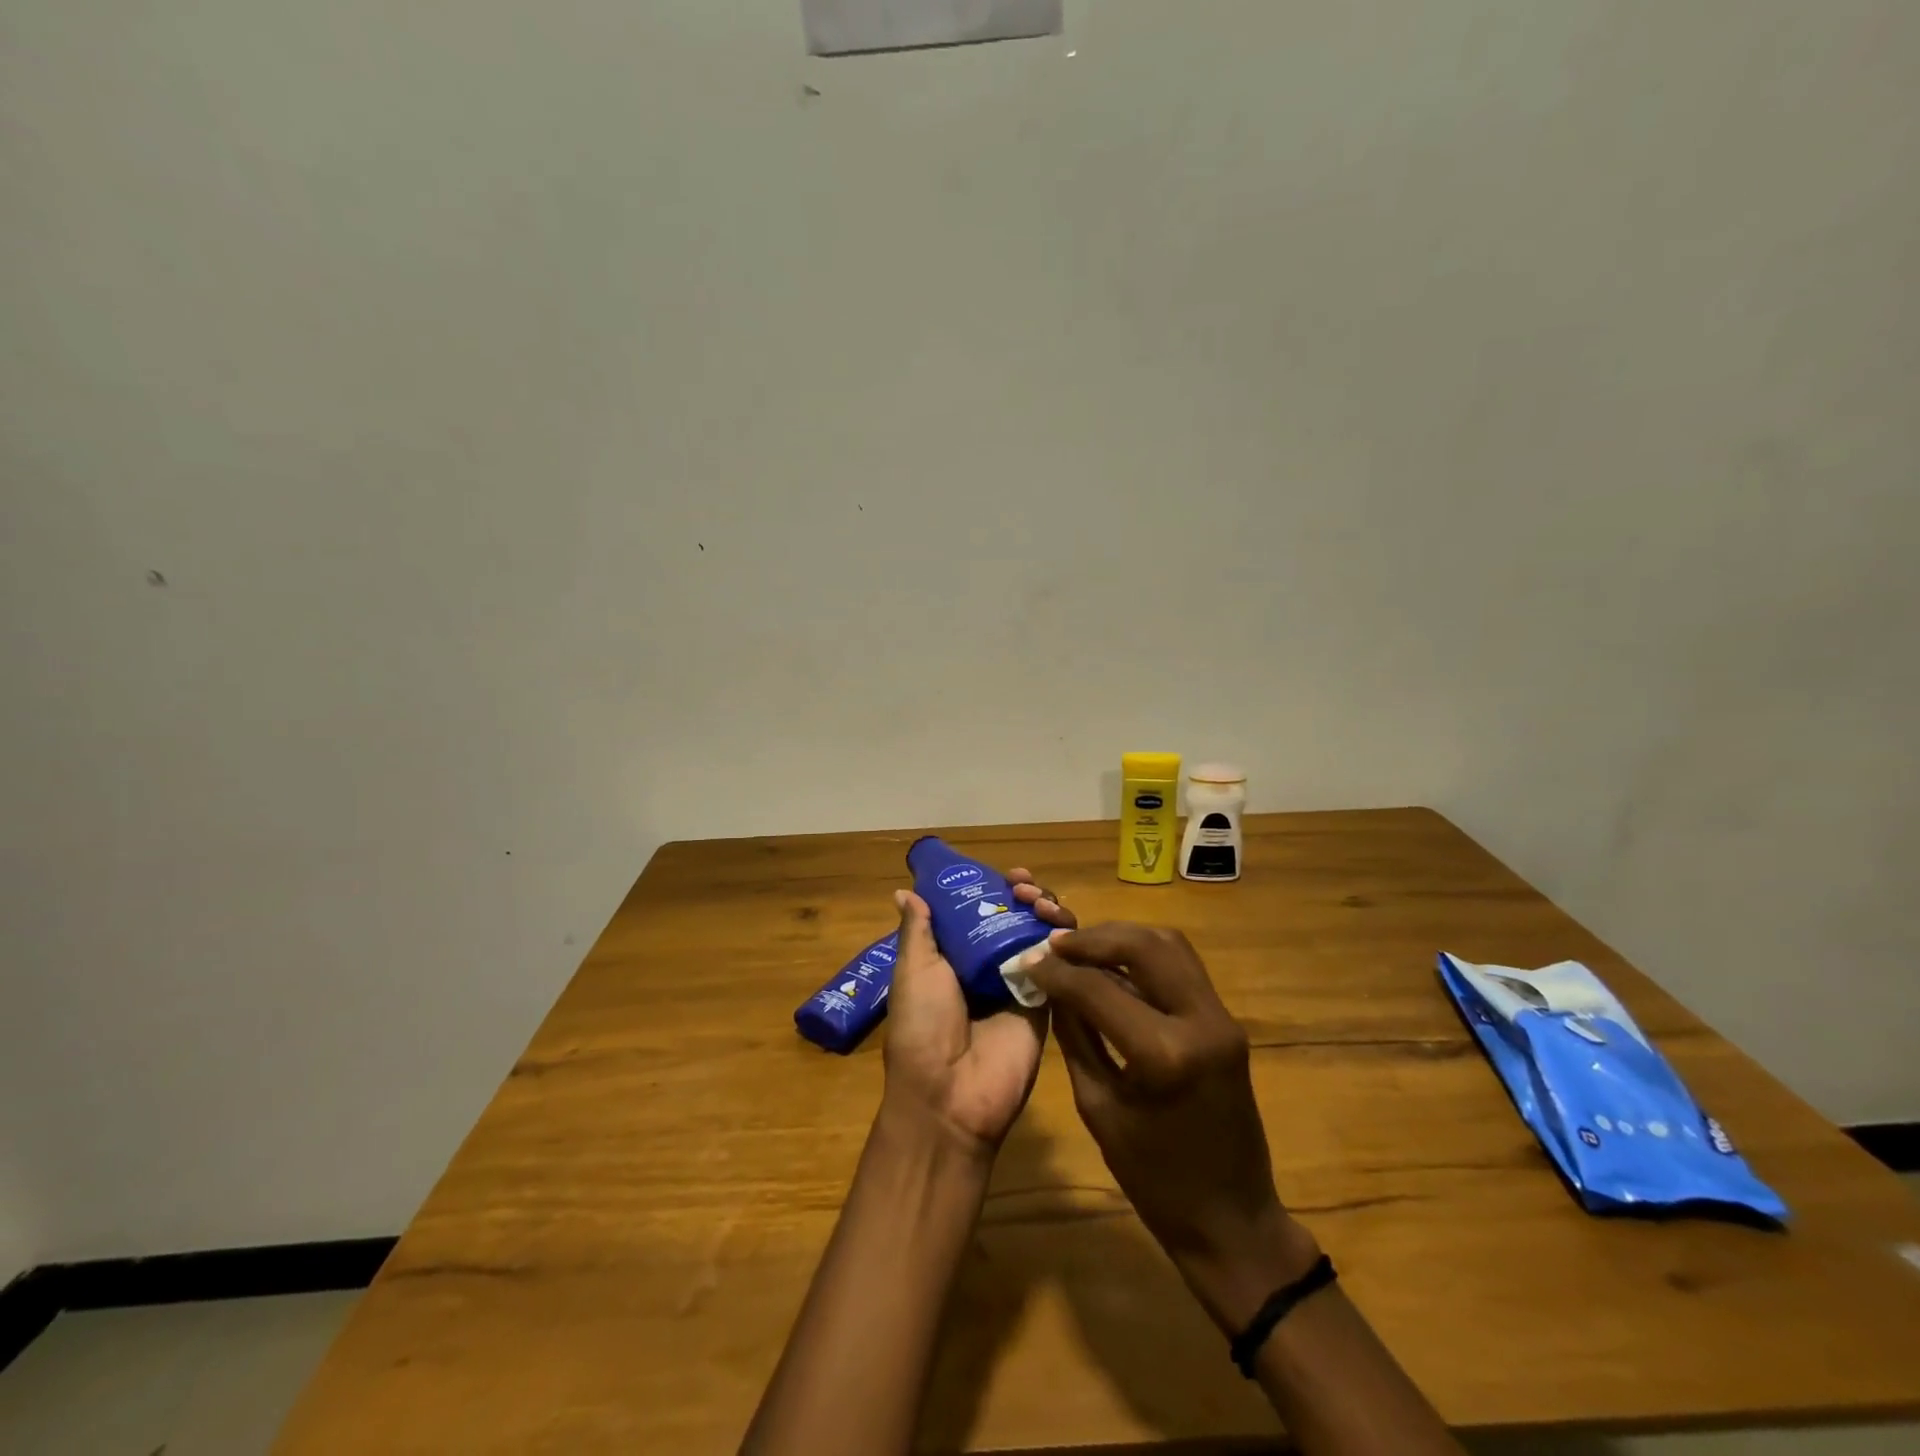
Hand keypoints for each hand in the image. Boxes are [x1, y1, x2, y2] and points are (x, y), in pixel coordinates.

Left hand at [881, 869, 1075, 1160]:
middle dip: (1026, 895)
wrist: (949, 1095)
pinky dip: (1066, 943)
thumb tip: (905, 891)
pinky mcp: (1048, 1004)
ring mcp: (1021, 984)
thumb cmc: (923, 1027)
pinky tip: (1061, 930)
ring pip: (1043, 935)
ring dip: (1048, 910)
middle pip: (1017, 918)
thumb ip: (918, 930)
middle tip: (1025, 888)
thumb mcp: (913, 970)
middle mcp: (990, 966)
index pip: (982, 910)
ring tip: (1041, 904)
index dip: (996, 889)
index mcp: (956, 956)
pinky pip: (1062, 967)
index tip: (1007, 875)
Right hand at [1025, 922, 1319, 1332]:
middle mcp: (1200, 1021)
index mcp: (1164, 1055)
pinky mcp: (1226, 1021)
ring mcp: (1221, 1018)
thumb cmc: (1155, 1180)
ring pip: (1169, 944)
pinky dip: (1144, 955)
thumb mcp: (1098, 1108)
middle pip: (1143, 945)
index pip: (1099, 988)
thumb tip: (1052, 987)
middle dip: (1093, 938)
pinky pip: (1182, 967)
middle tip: (1055, 944)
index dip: (1057, 970)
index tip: (1027, 958)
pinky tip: (1114, 965)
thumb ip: (1075, 1038)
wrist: (1232, 1220)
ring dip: (1122, 938)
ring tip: (1081, 948)